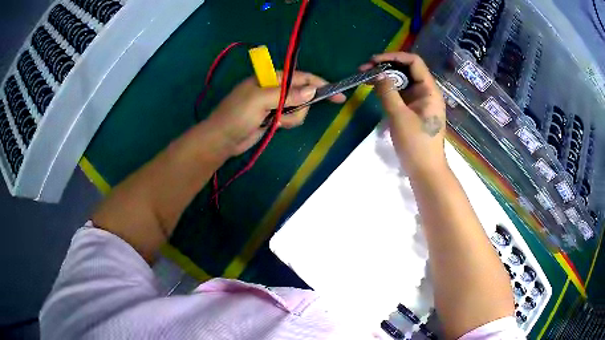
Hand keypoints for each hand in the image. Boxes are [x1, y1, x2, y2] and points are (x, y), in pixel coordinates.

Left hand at [203, 71, 345, 155]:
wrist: (221, 140)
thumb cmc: (237, 115)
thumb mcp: (260, 100)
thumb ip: (287, 94)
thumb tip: (312, 90)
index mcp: (270, 77)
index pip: (301, 77)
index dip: (320, 84)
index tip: (337, 95)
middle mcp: (274, 88)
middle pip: (303, 94)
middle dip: (300, 106)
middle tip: (283, 114)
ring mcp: (274, 104)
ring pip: (299, 108)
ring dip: (292, 117)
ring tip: (275, 122)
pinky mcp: (274, 117)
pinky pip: (291, 118)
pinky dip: (287, 122)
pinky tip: (273, 125)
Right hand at [361, 52, 446, 176]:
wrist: (425, 172)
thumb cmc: (416, 145)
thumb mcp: (400, 117)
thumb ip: (388, 92)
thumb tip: (378, 74)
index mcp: (429, 90)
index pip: (414, 62)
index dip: (394, 57)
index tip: (374, 61)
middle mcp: (426, 92)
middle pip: (407, 70)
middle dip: (386, 66)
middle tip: (365, 69)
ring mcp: (420, 102)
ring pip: (403, 81)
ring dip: (385, 77)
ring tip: (366, 77)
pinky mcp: (414, 111)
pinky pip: (401, 94)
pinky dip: (388, 89)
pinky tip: (375, 89)